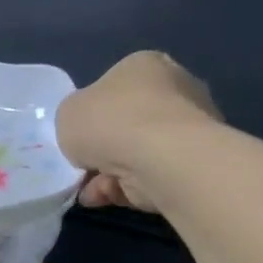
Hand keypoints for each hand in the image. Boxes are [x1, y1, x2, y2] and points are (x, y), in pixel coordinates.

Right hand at [56, 52, 219, 212]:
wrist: (162, 159)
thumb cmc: (110, 122)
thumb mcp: (67, 113)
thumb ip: (74, 118)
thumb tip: (89, 131)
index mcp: (145, 65)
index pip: (113, 87)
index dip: (91, 113)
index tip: (78, 135)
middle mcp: (175, 89)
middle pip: (126, 123)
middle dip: (102, 149)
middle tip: (82, 166)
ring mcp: (190, 126)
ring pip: (136, 153)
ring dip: (108, 173)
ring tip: (90, 190)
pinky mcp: (195, 161)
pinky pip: (150, 174)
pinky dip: (127, 188)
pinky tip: (108, 196)